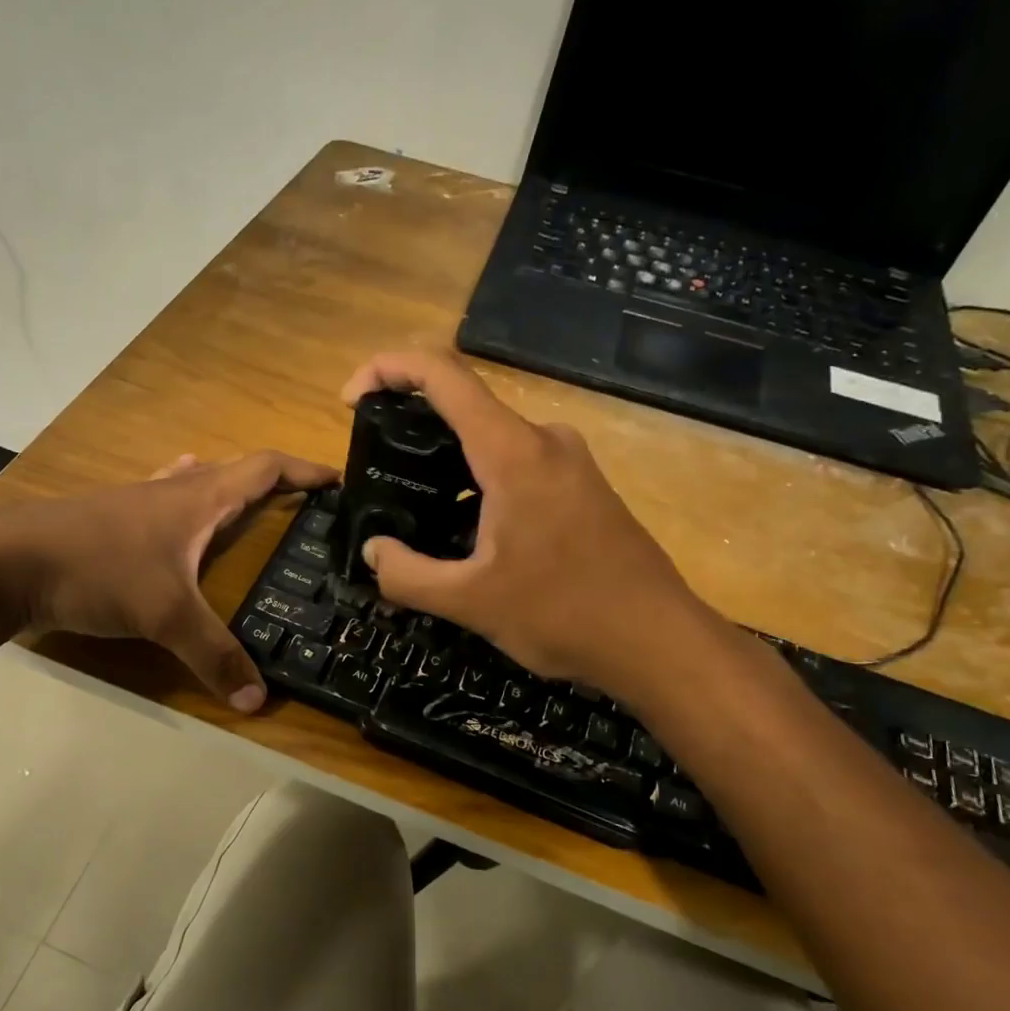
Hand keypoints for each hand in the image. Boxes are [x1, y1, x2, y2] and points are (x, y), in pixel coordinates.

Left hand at [0, 451, 336, 709]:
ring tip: (249, 507)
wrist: (3, 562)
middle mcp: (172, 490)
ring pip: (195, 483)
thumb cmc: (96, 570)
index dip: (304, 472)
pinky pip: (162, 501)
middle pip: (234, 471)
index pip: (264, 468)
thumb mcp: (164, 615)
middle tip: (302, 507)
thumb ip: (214, 655)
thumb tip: (260, 699)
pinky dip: (183, 503)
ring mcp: (137, 502)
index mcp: (198, 498)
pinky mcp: (110, 520)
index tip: (338, 481)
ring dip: (227, 488)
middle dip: (274, 483)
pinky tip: (175, 518)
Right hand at [340, 351, 704, 683]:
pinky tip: (466, 532)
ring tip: (414, 510)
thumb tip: (373, 552)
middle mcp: (543, 440)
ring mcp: (568, 461)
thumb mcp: (470, 602)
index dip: (388, 369)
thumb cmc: (564, 614)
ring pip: (490, 440)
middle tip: (377, 471)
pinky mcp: (581, 486)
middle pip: (464, 405)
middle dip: (411, 425)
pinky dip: (477, 481)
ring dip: (446, 462)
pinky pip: (516, 464)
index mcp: (512, 452)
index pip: (442, 375)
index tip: (351, 400)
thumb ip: (407, 575)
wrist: (658, 641)